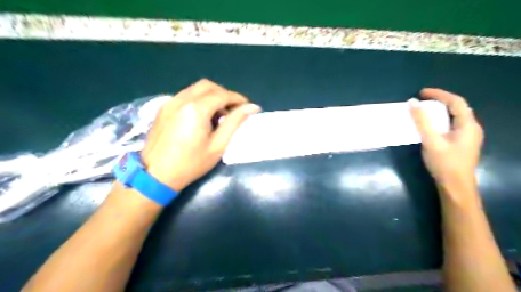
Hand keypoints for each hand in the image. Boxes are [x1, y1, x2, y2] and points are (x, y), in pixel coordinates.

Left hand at [140, 78, 259, 191]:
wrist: (156, 175)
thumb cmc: (191, 163)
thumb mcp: (218, 145)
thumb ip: (235, 122)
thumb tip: (252, 107)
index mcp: (196, 109)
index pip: (223, 95)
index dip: (238, 99)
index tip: (248, 107)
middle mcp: (182, 99)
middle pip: (209, 86)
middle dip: (225, 94)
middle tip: (234, 110)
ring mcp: (170, 102)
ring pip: (196, 88)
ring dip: (212, 95)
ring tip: (219, 114)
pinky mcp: (164, 108)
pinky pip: (186, 95)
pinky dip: (199, 99)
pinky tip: (203, 116)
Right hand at [409, 87, 481, 189]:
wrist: (455, 186)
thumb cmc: (444, 163)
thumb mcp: (431, 141)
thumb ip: (421, 121)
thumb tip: (412, 102)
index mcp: (468, 125)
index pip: (456, 102)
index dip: (439, 94)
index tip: (421, 92)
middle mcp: (472, 128)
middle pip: (458, 108)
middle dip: (440, 101)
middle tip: (422, 100)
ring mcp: (469, 137)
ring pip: (455, 117)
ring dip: (440, 110)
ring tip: (425, 110)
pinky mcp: (462, 143)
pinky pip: (452, 125)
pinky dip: (441, 120)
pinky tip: (432, 125)